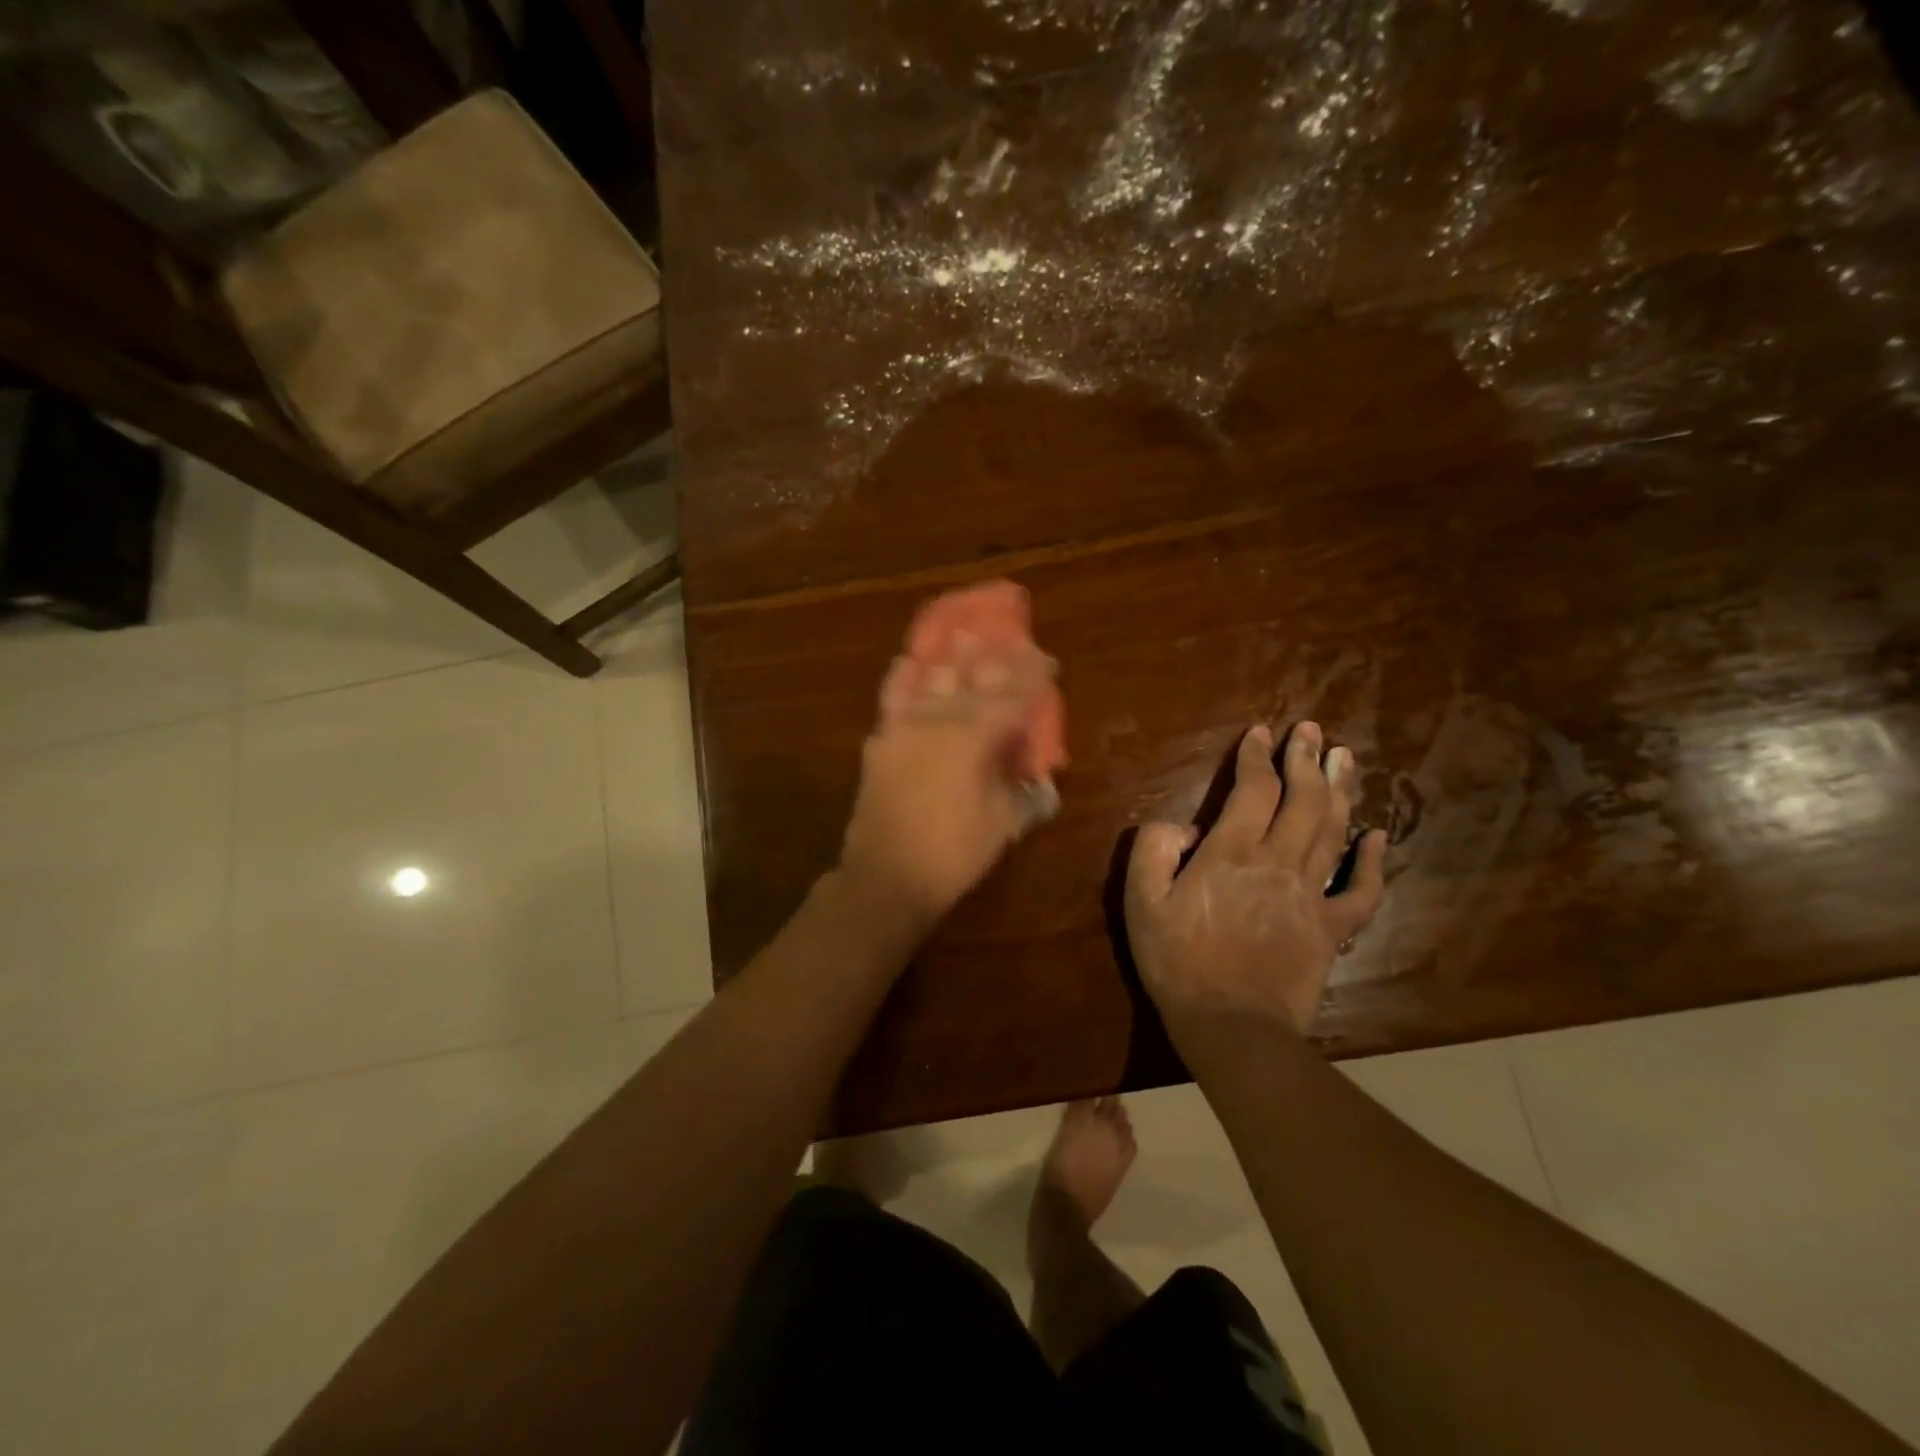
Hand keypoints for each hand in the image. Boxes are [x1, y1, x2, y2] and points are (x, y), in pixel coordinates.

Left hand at [838, 639, 1056, 930]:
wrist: (886, 876)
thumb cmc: (953, 853)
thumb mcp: (1003, 826)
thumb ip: (1028, 798)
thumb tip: (1044, 786)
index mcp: (976, 736)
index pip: (1013, 694)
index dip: (1034, 674)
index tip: (1048, 660)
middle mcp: (940, 719)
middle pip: (973, 676)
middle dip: (996, 657)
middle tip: (1011, 640)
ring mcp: (904, 726)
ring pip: (931, 677)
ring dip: (951, 654)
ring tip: (961, 631)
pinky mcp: (881, 740)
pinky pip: (893, 697)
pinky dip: (904, 677)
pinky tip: (908, 663)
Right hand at [1124, 722, 1386, 1037]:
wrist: (1231, 1026)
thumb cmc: (1178, 962)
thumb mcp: (1141, 901)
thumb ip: (1154, 850)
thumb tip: (1186, 828)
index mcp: (1232, 852)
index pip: (1253, 788)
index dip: (1257, 756)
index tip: (1260, 733)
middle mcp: (1278, 861)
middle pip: (1301, 799)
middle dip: (1305, 759)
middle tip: (1310, 730)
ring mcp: (1312, 895)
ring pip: (1333, 830)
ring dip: (1339, 789)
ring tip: (1343, 757)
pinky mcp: (1332, 928)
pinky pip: (1361, 889)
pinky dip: (1373, 860)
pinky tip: (1377, 834)